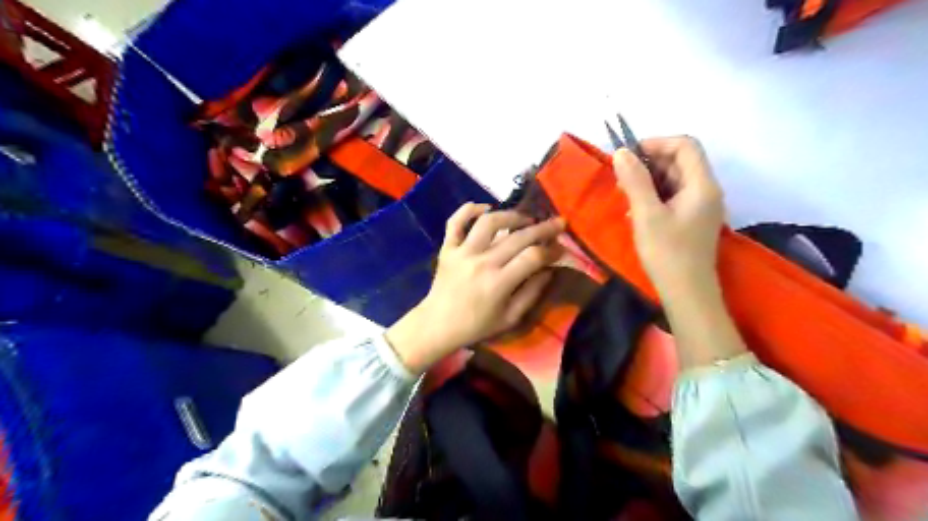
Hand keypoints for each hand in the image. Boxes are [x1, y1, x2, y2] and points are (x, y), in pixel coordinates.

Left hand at [387, 204, 564, 374]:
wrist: (437, 325)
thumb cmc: (476, 326)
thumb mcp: (510, 318)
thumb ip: (532, 294)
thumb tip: (549, 270)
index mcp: (498, 283)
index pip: (533, 257)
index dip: (551, 250)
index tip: (560, 248)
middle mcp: (482, 262)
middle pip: (517, 237)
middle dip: (542, 228)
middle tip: (557, 223)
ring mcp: (462, 252)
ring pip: (488, 222)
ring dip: (510, 215)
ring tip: (524, 219)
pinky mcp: (447, 248)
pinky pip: (455, 222)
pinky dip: (468, 210)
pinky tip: (485, 208)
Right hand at [615, 135, 747, 367]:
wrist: (686, 292)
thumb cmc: (667, 252)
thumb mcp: (646, 214)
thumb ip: (635, 181)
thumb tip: (621, 152)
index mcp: (702, 185)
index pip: (685, 145)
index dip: (656, 143)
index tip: (629, 156)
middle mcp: (706, 190)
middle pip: (680, 161)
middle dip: (649, 163)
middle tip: (621, 178)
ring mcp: (700, 206)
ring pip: (674, 179)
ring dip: (648, 180)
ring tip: (624, 194)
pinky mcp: (692, 220)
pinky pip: (673, 196)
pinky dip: (654, 196)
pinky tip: (636, 210)